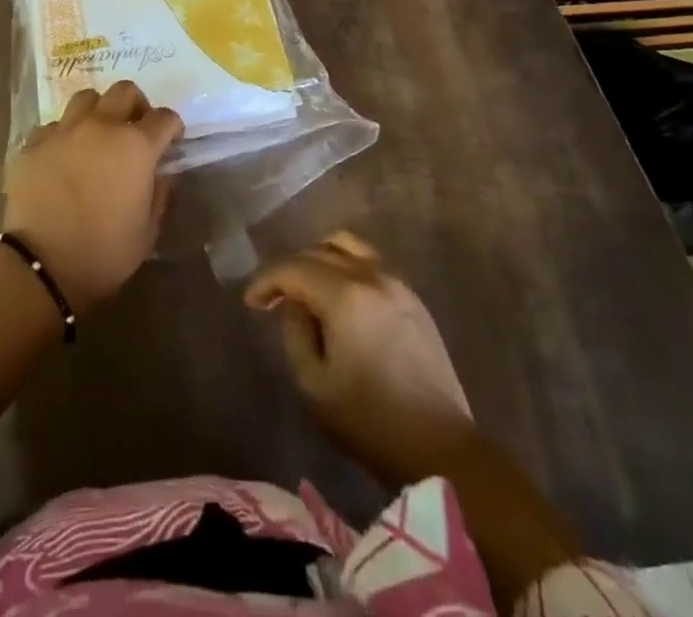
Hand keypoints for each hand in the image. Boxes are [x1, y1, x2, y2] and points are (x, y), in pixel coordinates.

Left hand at [2, 82, 182, 311]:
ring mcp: (65, 130)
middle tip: (135, 128)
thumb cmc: (104, 253)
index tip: (172, 140)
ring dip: (98, 110)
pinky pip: (54, 124)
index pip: (164, 117)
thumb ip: (160, 194)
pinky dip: (64, 134)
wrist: (42, 265)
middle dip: (136, 105)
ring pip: (86, 97)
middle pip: (125, 91)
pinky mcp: (35, 142)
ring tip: (97, 134)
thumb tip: (163, 173)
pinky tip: (63, 155)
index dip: (172, 126)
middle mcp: (102, 126)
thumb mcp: (147, 231)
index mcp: (136, 146)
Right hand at [245, 231, 474, 485]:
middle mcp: (372, 276)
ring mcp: (397, 283)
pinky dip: (346, 267)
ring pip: (348, 246)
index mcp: (345, 295)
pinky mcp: (413, 298)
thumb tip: (295, 305)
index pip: (293, 268)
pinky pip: (370, 263)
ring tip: (307, 288)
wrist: (441, 448)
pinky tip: (339, 297)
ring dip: (319, 258)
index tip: (251, 302)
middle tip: (275, 297)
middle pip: (319, 250)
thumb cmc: (370, 421)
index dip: (267, 281)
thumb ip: (296, 333)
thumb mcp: (315, 384)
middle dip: (290, 269)